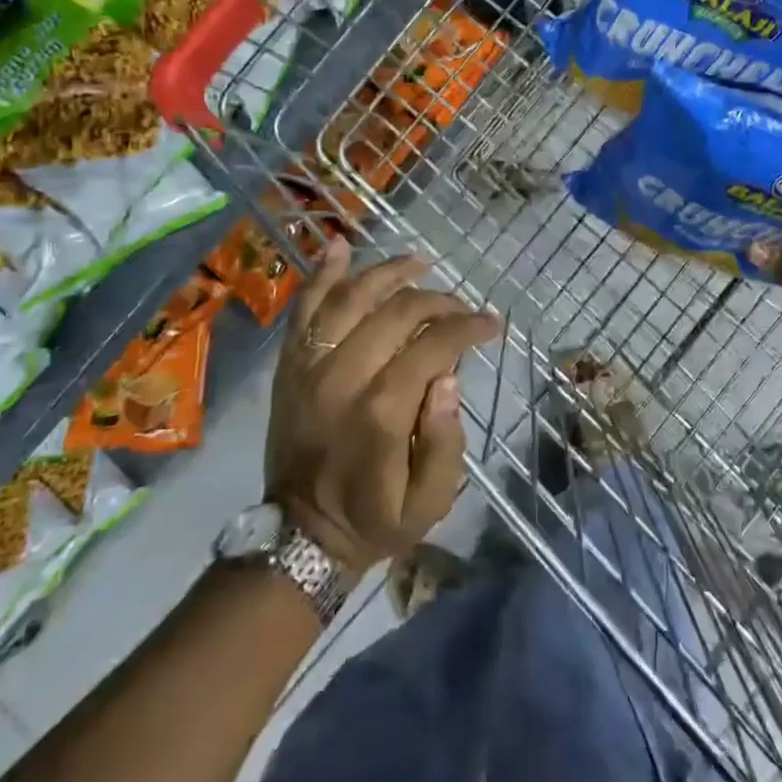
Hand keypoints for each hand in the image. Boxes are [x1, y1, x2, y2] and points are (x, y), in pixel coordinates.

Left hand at [265, 239, 500, 576]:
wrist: (299, 535)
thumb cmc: (375, 519)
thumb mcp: (429, 503)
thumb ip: (446, 442)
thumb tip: (450, 378)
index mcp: (381, 412)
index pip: (433, 346)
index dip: (468, 327)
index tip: (491, 324)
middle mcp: (342, 377)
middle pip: (397, 312)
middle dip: (440, 300)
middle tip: (462, 307)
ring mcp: (309, 367)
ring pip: (350, 297)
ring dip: (389, 273)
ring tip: (419, 263)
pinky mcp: (290, 366)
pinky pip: (303, 309)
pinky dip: (322, 274)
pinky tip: (341, 246)